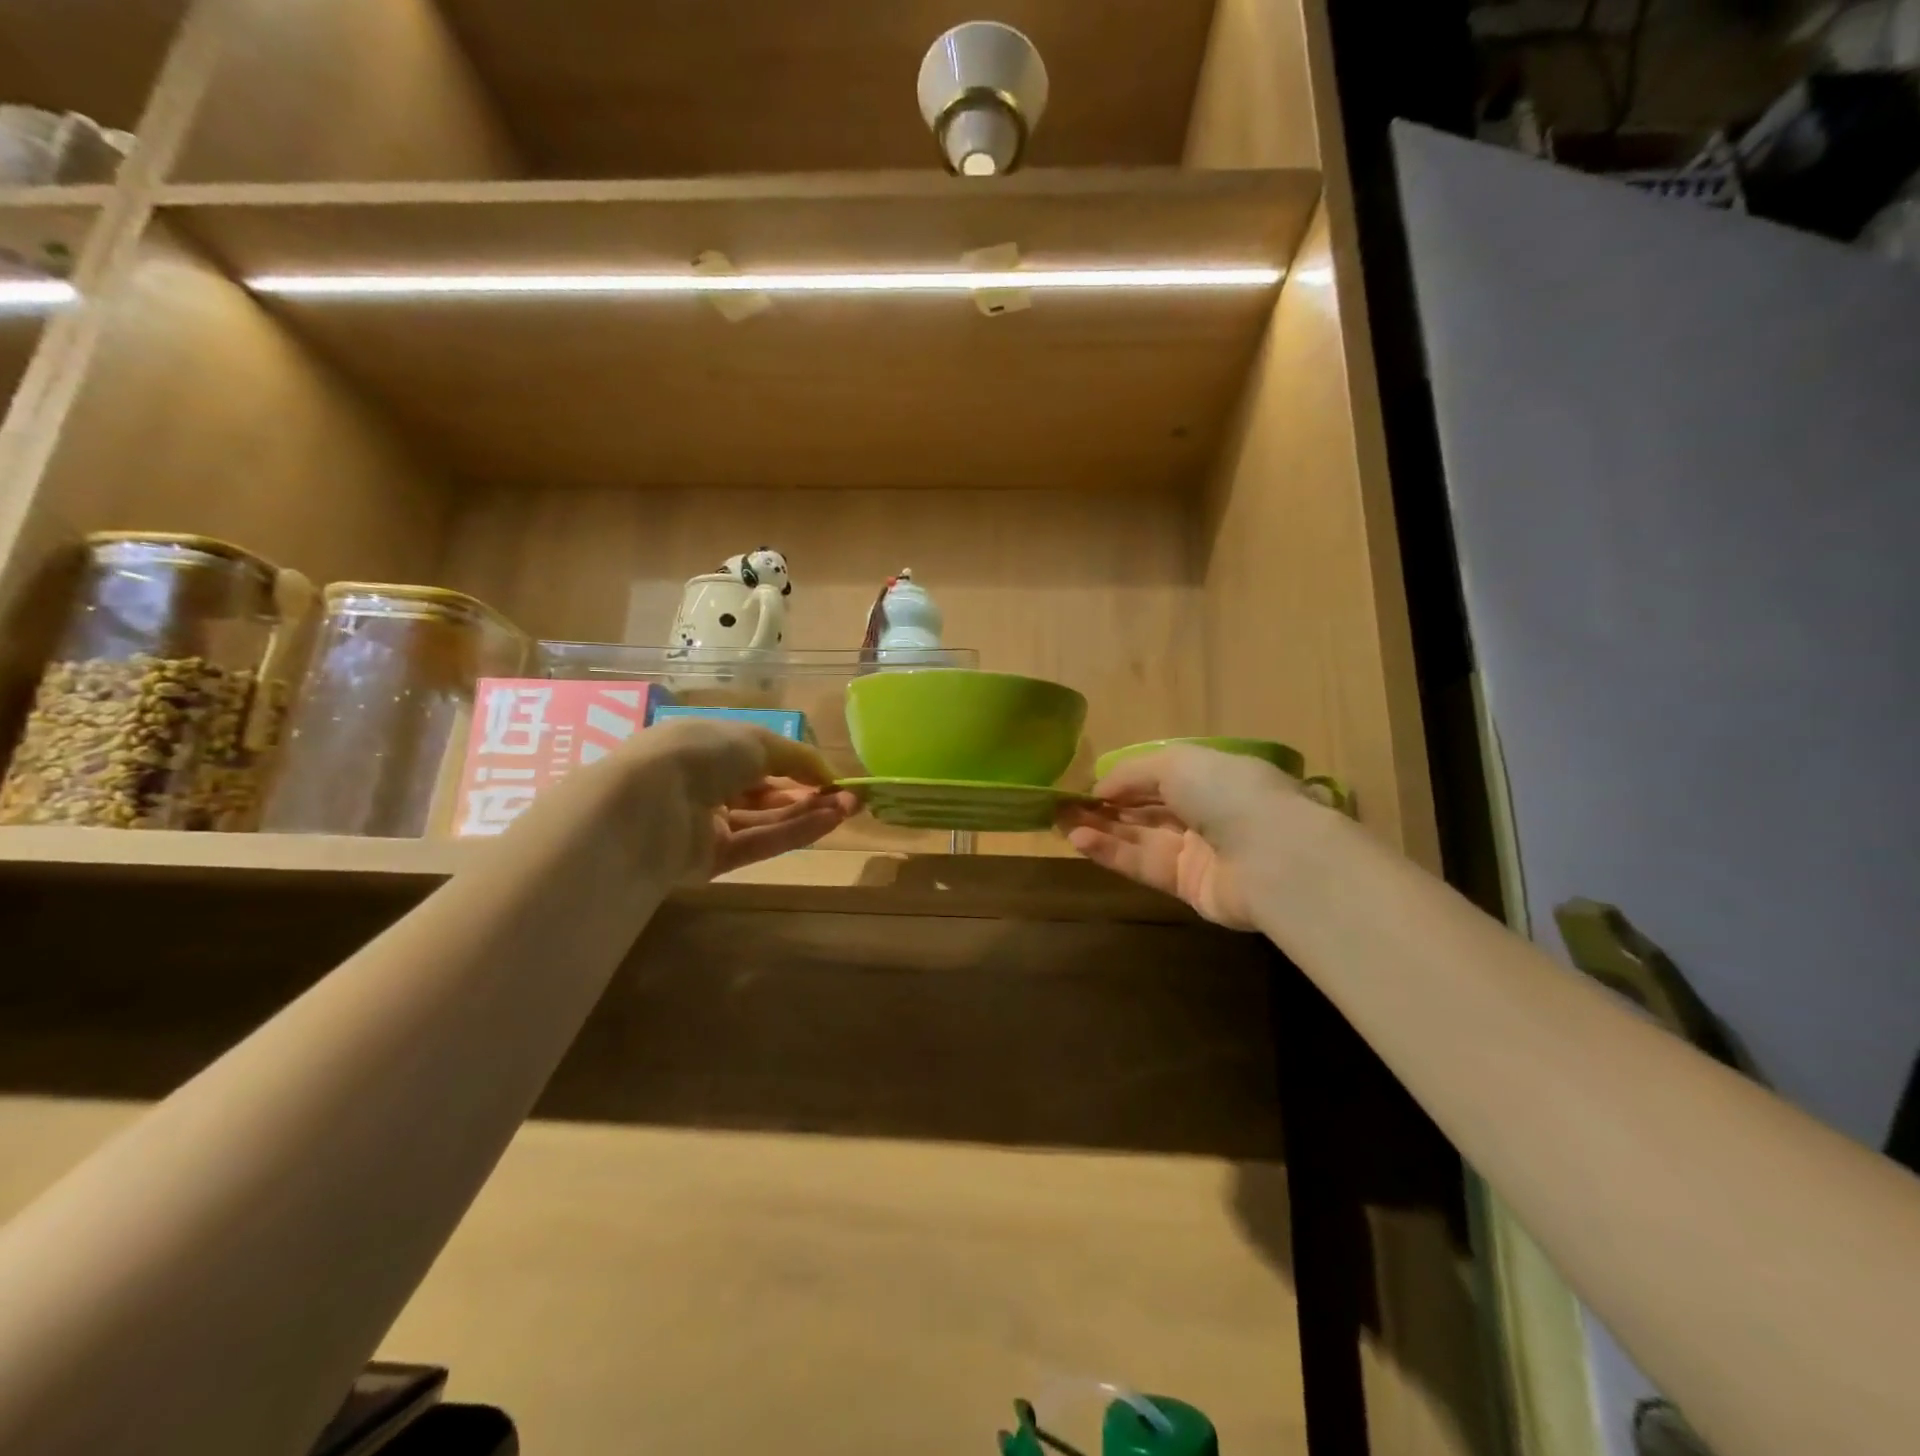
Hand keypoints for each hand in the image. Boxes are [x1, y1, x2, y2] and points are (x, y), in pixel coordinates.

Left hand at [623, 719, 857, 881]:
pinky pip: (758, 843)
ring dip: (808, 812)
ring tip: (849, 809)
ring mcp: (706, 824)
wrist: (648, 803)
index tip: (832, 775)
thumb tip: (828, 773)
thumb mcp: (756, 740)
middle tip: (851, 797)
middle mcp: (705, 783)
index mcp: (707, 746)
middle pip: (766, 792)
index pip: (758, 757)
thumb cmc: (701, 753)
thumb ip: (797, 756)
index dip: (796, 765)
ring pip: (766, 819)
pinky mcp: (710, 859)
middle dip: (810, 793)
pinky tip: (829, 823)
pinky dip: (794, 832)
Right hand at [1057, 746, 1312, 928]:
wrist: (1274, 857)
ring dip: (1101, 830)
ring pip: (1139, 839)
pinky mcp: (1188, 886)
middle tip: (1062, 806)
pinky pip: (1143, 865)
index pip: (1158, 778)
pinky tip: (1079, 840)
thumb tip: (1099, 789)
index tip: (1085, 786)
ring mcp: (1197, 851)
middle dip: (1105, 807)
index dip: (1122, 781)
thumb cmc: (1228, 793)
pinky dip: (1112, 852)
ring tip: (1061, 823)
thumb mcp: (1177, 763)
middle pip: (1145, 811)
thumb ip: (1133, 773)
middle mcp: (1205, 813)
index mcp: (1211, 776)